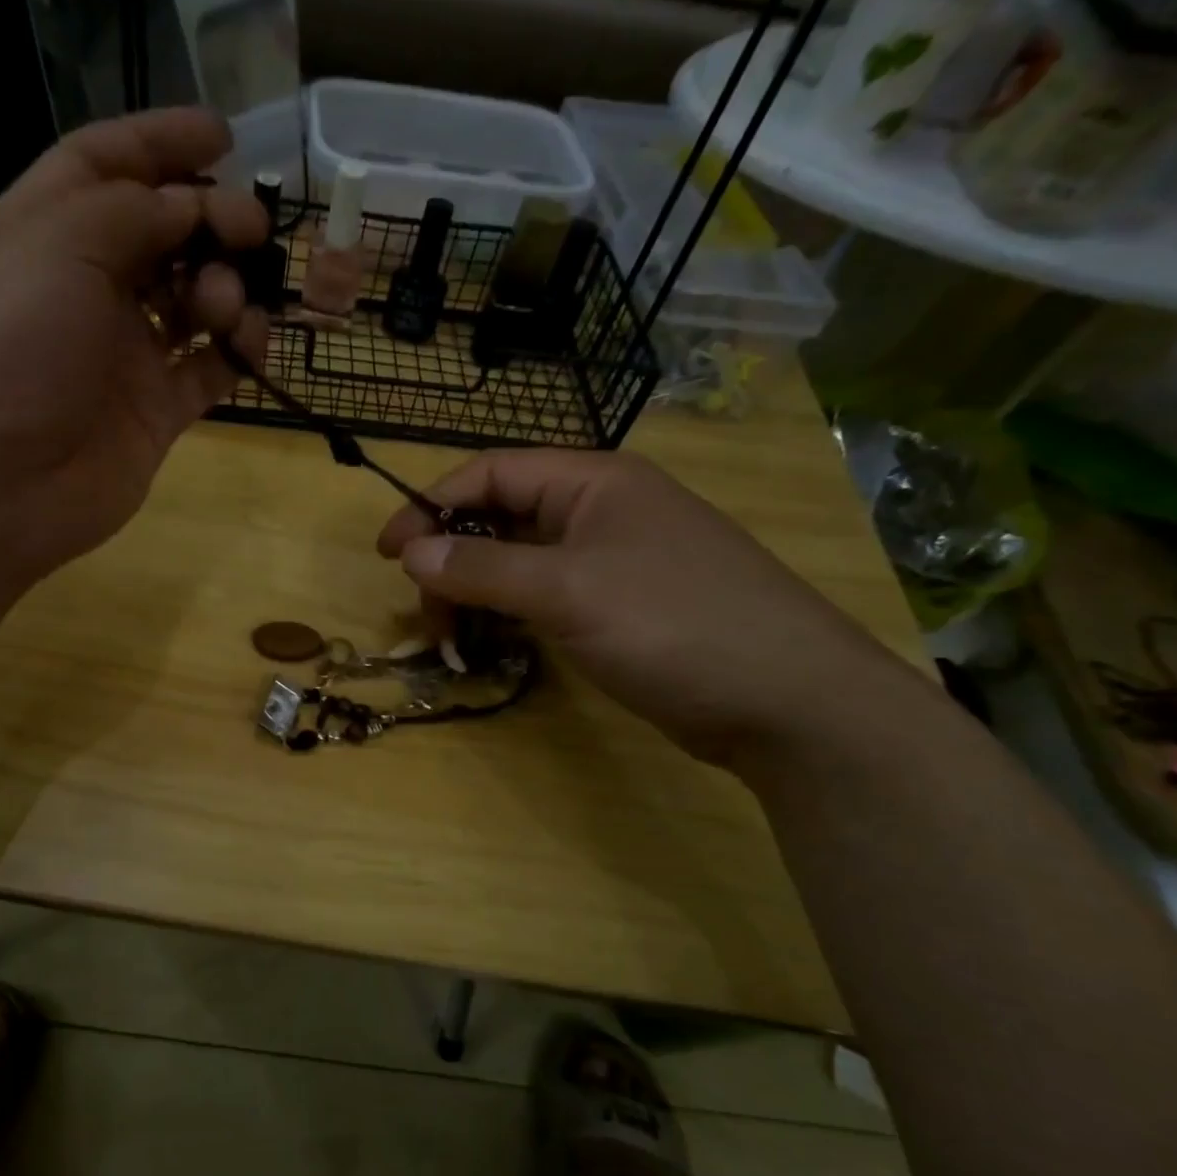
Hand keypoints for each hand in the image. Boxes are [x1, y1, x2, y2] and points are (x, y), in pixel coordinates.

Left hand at [0, 108, 269, 580]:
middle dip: (210, 218)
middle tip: (250, 227)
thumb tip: (192, 205)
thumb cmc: (6, 350)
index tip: (225, 134)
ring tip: (227, 303)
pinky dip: (238, 351)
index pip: (105, 166)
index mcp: (43, 233)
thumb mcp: (55, 247)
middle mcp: (85, 289)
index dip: (161, 143)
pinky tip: (250, 344)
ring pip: (193, 301)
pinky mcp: (155, 411)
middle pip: (161, 233)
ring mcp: (123, 354)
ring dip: (225, 288)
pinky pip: (210, 369)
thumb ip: (132, 212)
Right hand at [376, 450, 913, 768]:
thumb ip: (482, 567)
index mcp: (591, 481)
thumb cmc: (674, 624)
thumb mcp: (567, 590)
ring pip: (519, 563)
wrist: (789, 701)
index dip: (430, 506)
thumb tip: (410, 550)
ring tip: (454, 642)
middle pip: (499, 519)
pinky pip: (545, 596)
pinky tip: (494, 645)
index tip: (387, 553)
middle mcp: (600, 510)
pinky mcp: (620, 606)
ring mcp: (612, 560)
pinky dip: (511, 616)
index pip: (489, 474)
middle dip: (452, 562)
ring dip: (477, 595)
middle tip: (426, 616)